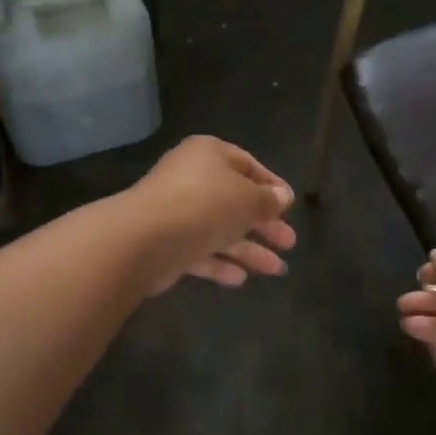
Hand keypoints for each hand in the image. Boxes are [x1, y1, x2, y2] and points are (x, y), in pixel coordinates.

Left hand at [127, 137, 297, 292]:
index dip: (271, 185)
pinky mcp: (166, 244)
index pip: (247, 164)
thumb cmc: (205, 205)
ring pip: (220, 230)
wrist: (145, 238)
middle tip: (289, 243)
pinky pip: (200, 251)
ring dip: (249, 250)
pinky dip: (220, 264)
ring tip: (277, 270)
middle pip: (235, 201)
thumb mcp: (248, 199)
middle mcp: (191, 179)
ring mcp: (176, 213)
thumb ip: (268, 199)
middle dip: (264, 224)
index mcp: (208, 154)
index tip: (290, 206)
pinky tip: (241, 280)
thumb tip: (282, 197)